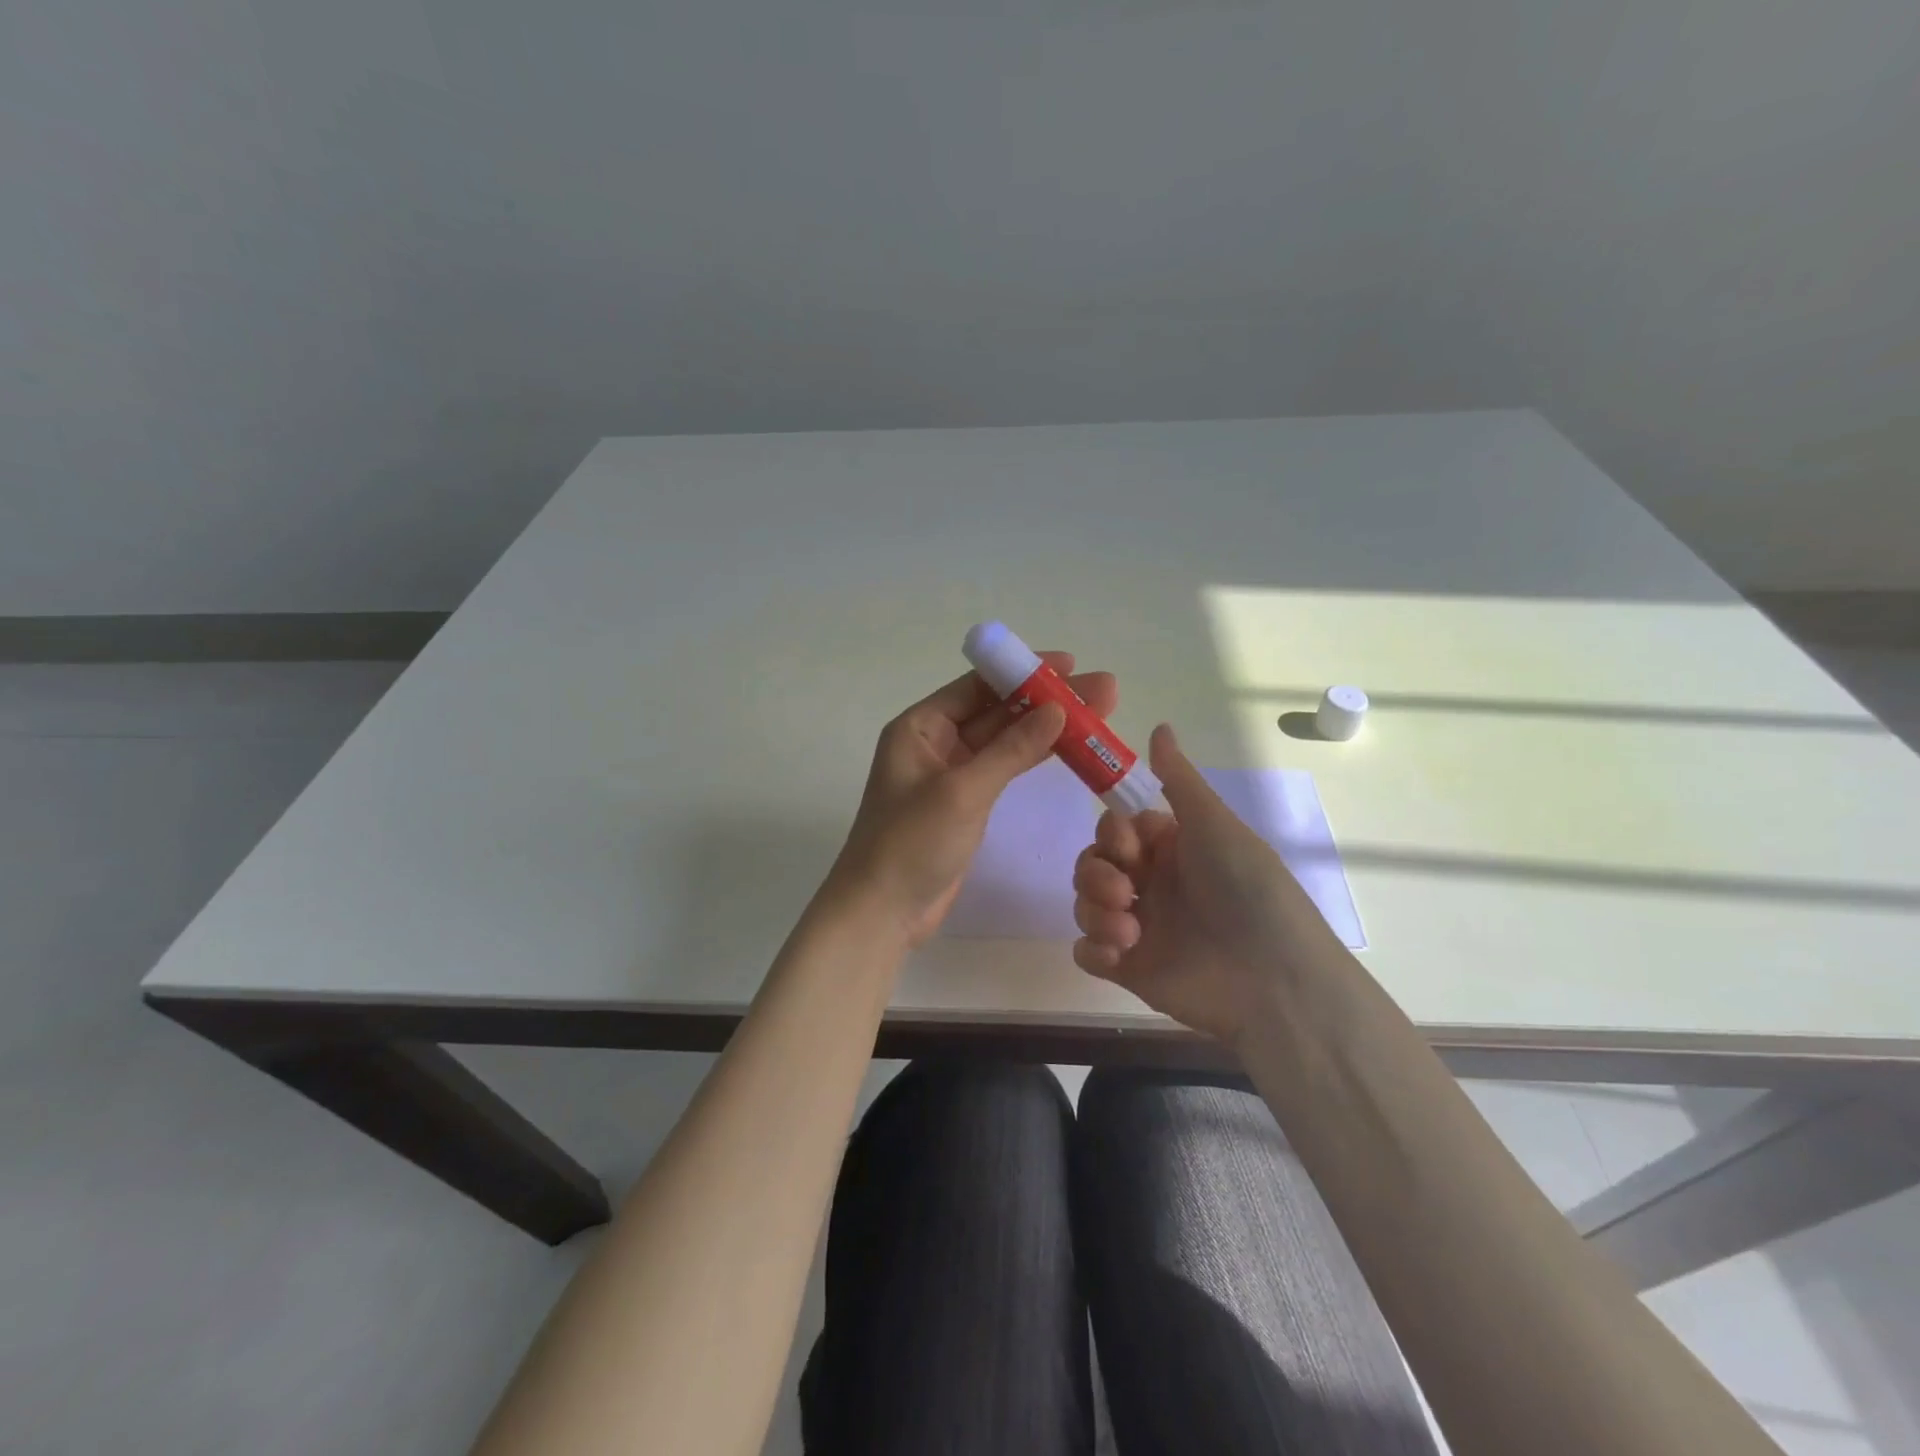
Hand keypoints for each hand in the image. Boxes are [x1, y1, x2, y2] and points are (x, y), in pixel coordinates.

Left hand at [829, 653, 1117, 945]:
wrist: (882, 912)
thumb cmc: (911, 843)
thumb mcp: (963, 791)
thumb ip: (1011, 749)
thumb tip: (1058, 710)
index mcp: (920, 727)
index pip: (977, 686)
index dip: (1023, 672)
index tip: (1070, 664)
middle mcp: (934, 742)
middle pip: (997, 711)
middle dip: (1047, 700)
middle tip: (1103, 691)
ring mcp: (951, 774)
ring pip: (1005, 741)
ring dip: (1048, 729)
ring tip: (1099, 717)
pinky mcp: (966, 803)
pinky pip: (1004, 769)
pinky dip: (1034, 759)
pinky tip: (1069, 748)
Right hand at [1071, 724, 1349, 1045]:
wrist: (1274, 978)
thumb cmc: (1248, 889)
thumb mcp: (1215, 824)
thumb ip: (1179, 779)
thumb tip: (1159, 726)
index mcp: (1169, 849)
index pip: (1114, 830)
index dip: (1111, 835)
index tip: (1129, 846)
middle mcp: (1150, 884)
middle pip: (1091, 864)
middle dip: (1096, 874)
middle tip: (1124, 892)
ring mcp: (1137, 927)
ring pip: (1083, 904)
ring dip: (1095, 911)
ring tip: (1130, 931)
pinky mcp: (1128, 968)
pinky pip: (1086, 952)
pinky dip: (1093, 949)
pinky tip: (1120, 954)